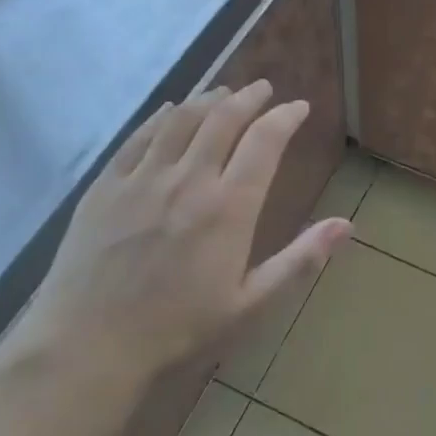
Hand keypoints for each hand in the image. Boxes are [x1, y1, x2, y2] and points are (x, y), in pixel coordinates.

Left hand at [23, 81, 348, 384]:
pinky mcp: (106, 185)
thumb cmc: (178, 330)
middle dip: (249, 96)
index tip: (299, 108)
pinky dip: (162, 116)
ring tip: (224, 91)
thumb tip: (346, 224)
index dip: (286, 117)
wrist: (89, 346)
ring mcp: (143, 178)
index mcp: (228, 207)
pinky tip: (171, 110)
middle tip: (264, 89)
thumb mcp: (250, 304)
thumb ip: (299, 260)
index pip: (265, 141)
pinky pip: (139, 136)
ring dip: (208, 98)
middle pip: (224, 118)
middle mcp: (188, 179)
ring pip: (182, 119)